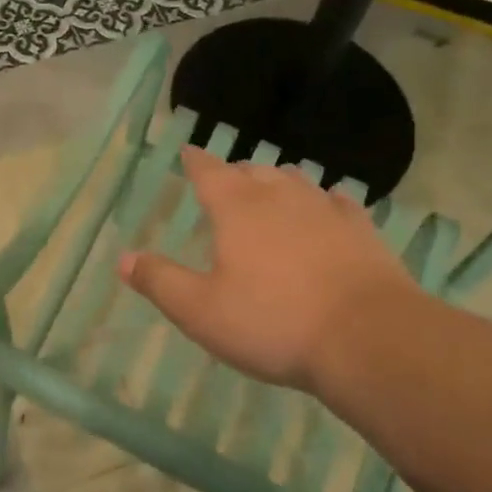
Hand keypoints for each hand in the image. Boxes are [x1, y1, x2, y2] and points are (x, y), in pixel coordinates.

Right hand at [119, 148, 425, 395]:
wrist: (369, 339)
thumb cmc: (273, 323)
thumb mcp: (201, 312)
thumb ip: (160, 281)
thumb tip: (123, 258)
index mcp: (237, 208)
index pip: (209, 170)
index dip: (196, 160)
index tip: (189, 151)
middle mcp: (280, 196)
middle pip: (252, 171)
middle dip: (235, 173)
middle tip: (226, 182)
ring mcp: (325, 209)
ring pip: (295, 180)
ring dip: (277, 181)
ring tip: (270, 190)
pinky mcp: (362, 230)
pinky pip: (337, 201)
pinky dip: (323, 201)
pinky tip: (327, 208)